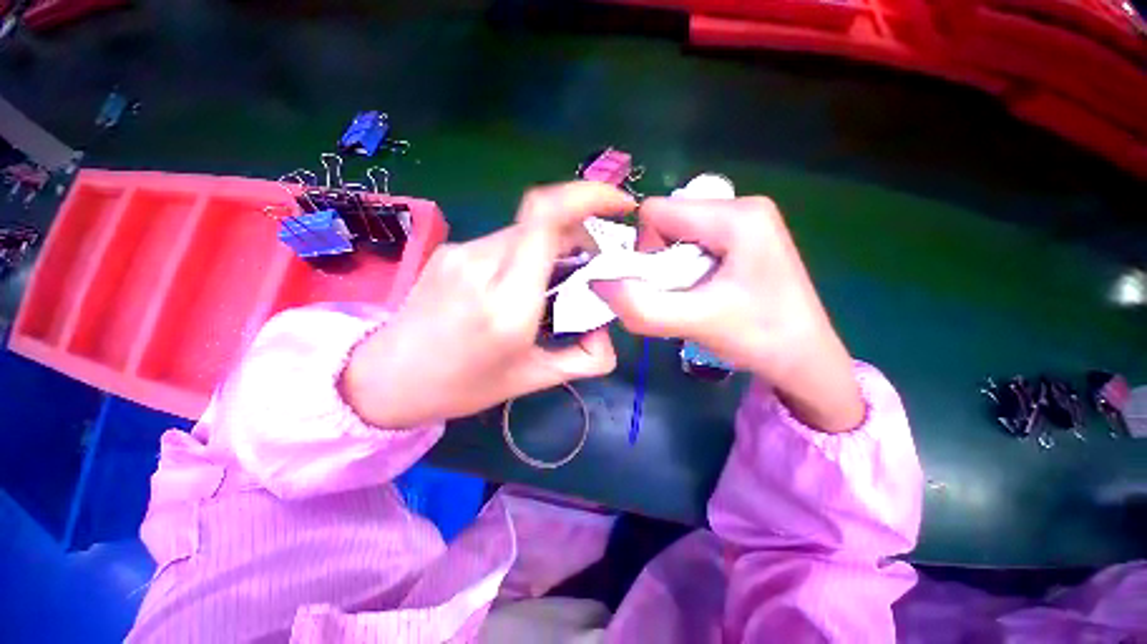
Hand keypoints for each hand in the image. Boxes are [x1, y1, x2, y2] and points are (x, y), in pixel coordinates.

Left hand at [342, 182, 635, 427]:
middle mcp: (481, 265)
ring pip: (525, 231)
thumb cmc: (462, 387)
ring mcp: (460, 252)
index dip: (588, 196)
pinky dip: (527, 253)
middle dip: (579, 234)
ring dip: (552, 246)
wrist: (387, 379)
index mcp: (507, 303)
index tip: (620, 204)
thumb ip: (584, 358)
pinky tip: (520, 283)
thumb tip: (606, 329)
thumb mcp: (533, 379)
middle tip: (590, 267)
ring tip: (554, 282)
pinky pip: (503, 240)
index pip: (545, 219)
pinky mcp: (450, 250)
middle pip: (544, 221)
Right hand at [592, 196, 863, 432]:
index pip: (656, 212)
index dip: (644, 250)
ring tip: (694, 296)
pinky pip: (692, 242)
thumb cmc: (760, 338)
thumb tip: (598, 283)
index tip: (663, 285)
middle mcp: (742, 205)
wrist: (806, 359)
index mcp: (737, 215)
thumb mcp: (696, 323)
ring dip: (671, 267)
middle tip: (680, 294)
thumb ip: (641, 306)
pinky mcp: (744, 237)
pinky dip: (684, 267)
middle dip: (659, 260)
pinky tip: (704, 291)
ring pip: (676, 233)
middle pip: (666, 220)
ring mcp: (745, 220)